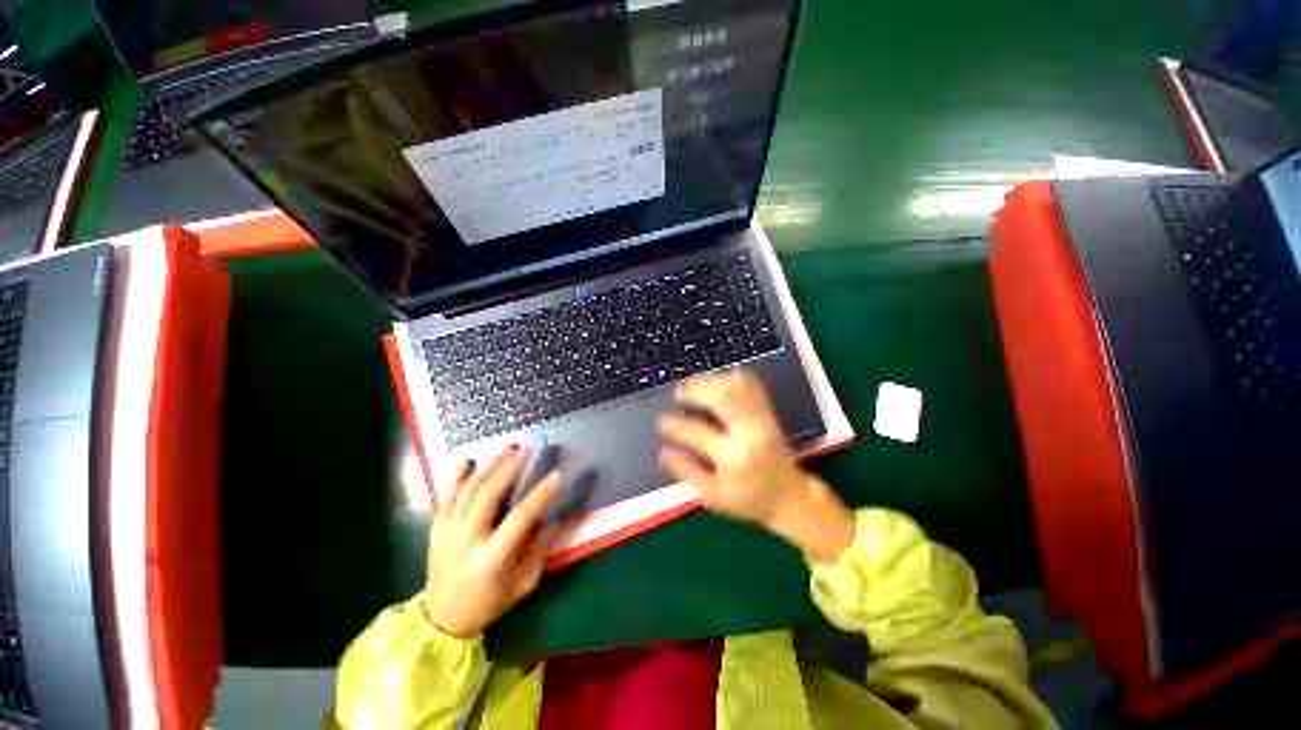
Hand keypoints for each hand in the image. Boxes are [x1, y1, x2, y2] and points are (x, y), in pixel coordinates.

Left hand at [421, 447, 563, 637]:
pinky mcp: (436, 529)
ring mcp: (447, 532)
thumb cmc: (488, 602)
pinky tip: (468, 460)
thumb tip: (555, 519)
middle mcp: (467, 540)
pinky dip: (455, 476)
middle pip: (488, 495)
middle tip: (527, 451)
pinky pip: (445, 496)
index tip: (557, 475)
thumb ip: (540, 550)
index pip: (520, 518)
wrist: (441, 619)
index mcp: (491, 558)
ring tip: (507, 449)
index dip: (540, 494)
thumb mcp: (523, 584)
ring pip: (467, 490)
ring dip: (489, 466)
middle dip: (509, 469)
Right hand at [656, 369, 855, 562]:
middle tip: (679, 393)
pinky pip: (752, 386)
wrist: (790, 497)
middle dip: (696, 390)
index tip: (661, 423)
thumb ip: (688, 473)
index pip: (697, 432)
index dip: (675, 425)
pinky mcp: (769, 413)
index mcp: (733, 457)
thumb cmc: (748, 500)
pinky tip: (719, 381)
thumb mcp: (713, 497)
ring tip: (693, 385)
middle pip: (722, 397)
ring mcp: (762, 419)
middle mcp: (750, 433)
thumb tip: (664, 453)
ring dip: (712, 381)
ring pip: (737, 386)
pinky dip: (733, 378)